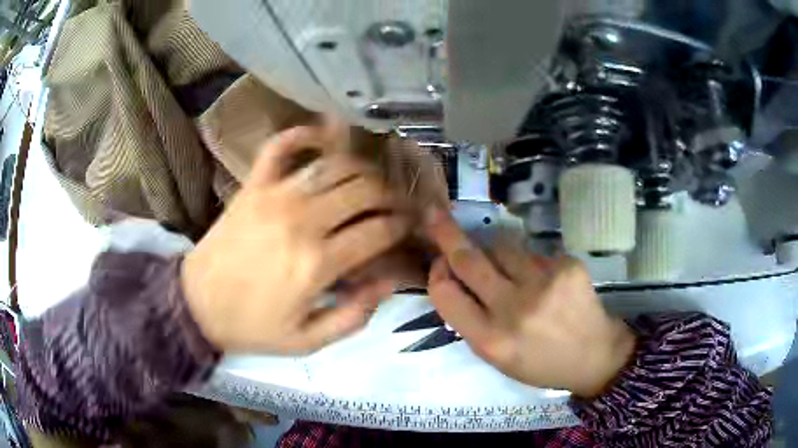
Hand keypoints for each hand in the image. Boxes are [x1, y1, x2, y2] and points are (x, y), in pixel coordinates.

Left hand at [182, 124, 409, 353]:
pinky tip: (323, 138)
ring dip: (363, 169)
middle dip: (390, 195)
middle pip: (365, 190)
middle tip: (395, 205)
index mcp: (318, 263)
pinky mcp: (254, 185)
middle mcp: (303, 219)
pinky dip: (304, 134)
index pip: (379, 230)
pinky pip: (281, 146)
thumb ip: (354, 315)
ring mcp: (276, 194)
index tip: (408, 227)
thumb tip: (390, 280)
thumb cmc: (252, 325)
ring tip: (371, 181)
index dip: (402, 226)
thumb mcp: (308, 341)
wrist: (197, 303)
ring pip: (336, 165)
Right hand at [425, 208, 635, 397]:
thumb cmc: (539, 362)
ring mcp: (544, 283)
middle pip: (468, 260)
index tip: (440, 264)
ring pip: (501, 247)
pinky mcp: (567, 265)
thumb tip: (450, 276)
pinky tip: (544, 281)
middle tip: (435, 213)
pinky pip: (533, 252)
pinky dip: (529, 262)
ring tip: (511, 272)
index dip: (437, 273)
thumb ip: (469, 321)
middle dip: (447, 233)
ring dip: (495, 252)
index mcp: (491, 340)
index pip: (445, 294)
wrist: (594, 355)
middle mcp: (514, 309)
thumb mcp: (496, 357)